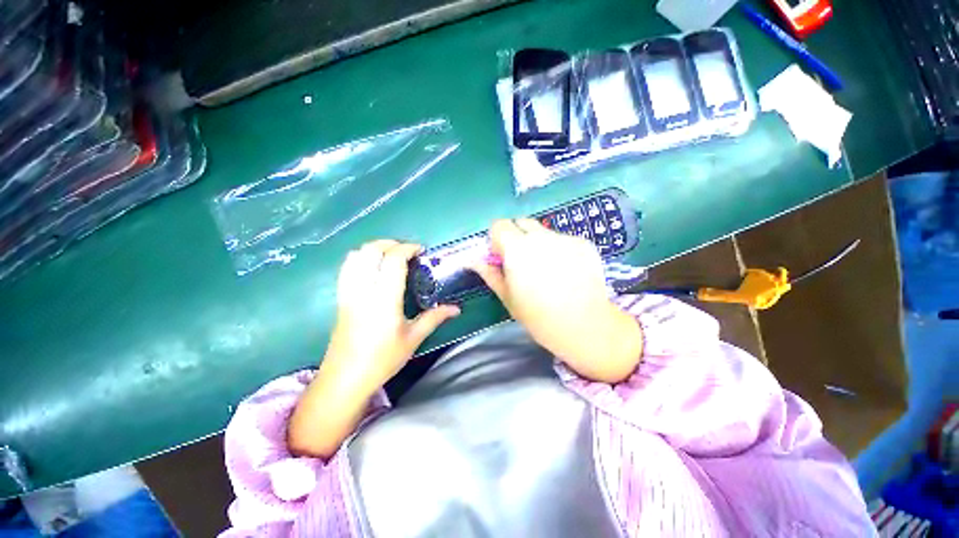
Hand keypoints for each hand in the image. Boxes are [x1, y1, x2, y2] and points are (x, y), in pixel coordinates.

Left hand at [289, 239, 458, 457]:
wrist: (345, 379)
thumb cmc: (382, 359)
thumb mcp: (413, 338)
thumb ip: (435, 318)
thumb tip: (456, 309)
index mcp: (384, 299)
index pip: (393, 260)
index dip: (407, 249)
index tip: (421, 251)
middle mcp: (363, 290)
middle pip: (371, 251)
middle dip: (390, 243)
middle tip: (407, 251)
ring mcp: (348, 292)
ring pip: (355, 256)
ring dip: (374, 248)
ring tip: (391, 256)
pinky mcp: (341, 298)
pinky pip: (347, 268)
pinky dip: (361, 258)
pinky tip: (373, 268)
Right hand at [473, 219, 641, 381]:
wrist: (584, 325)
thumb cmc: (538, 316)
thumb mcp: (507, 296)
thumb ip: (490, 273)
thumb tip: (474, 260)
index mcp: (517, 248)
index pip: (499, 225)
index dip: (497, 239)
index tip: (501, 256)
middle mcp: (540, 236)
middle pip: (522, 223)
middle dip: (517, 237)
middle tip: (522, 261)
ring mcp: (564, 238)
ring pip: (543, 232)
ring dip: (539, 243)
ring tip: (547, 269)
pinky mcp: (583, 243)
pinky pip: (563, 239)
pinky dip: (559, 249)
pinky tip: (566, 271)